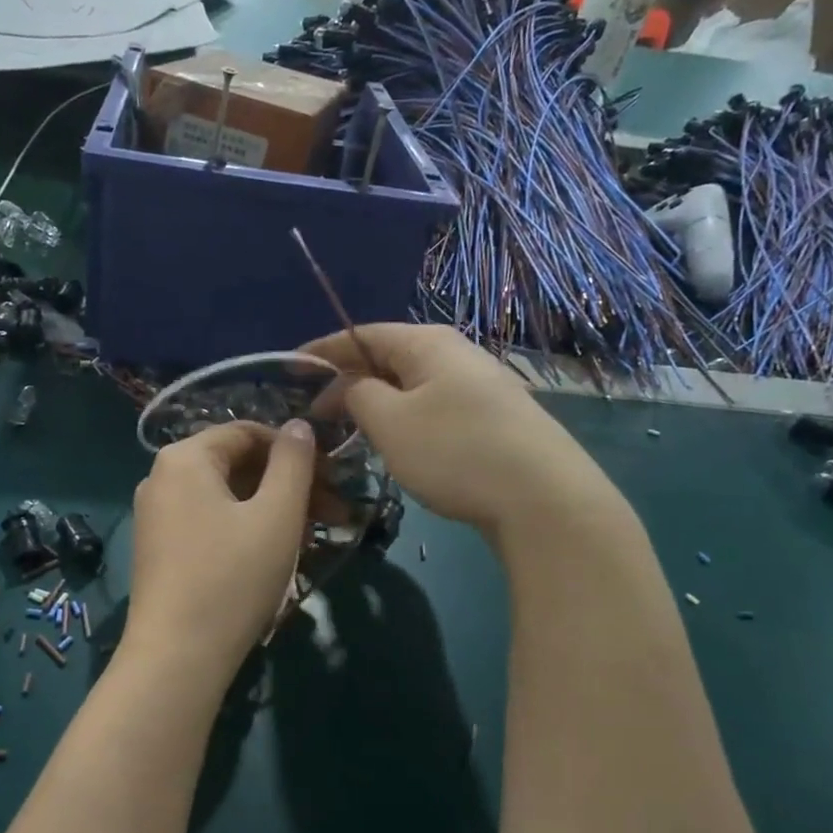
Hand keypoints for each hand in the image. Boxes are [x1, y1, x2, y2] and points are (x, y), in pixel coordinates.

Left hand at [123, 420, 316, 682]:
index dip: (297, 450)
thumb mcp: (276, 515)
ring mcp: (156, 516)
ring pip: (227, 497)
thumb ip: (294, 463)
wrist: (177, 657)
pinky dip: (246, 529)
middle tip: (335, 514)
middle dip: (289, 484)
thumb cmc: (232, 578)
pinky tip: (276, 554)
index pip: (249, 433)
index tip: (334, 479)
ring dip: (273, 509)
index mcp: (185, 458)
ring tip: (313, 538)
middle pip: (237, 465)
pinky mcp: (160, 549)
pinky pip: (210, 522)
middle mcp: (161, 478)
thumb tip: (300, 426)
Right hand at [300, 324, 627, 543]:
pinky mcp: (493, 419)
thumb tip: (353, 386)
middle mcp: (456, 354)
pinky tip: (397, 445)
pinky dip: (404, 419)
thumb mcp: (390, 423)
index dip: (323, 350)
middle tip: (317, 412)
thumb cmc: (454, 451)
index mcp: (428, 344)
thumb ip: (359, 395)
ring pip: (412, 386)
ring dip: (377, 403)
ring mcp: (480, 386)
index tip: (290, 368)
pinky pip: (434, 408)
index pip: (362, 334)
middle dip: (349, 381)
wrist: (541, 498)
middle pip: (389, 359)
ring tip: (350, 430)